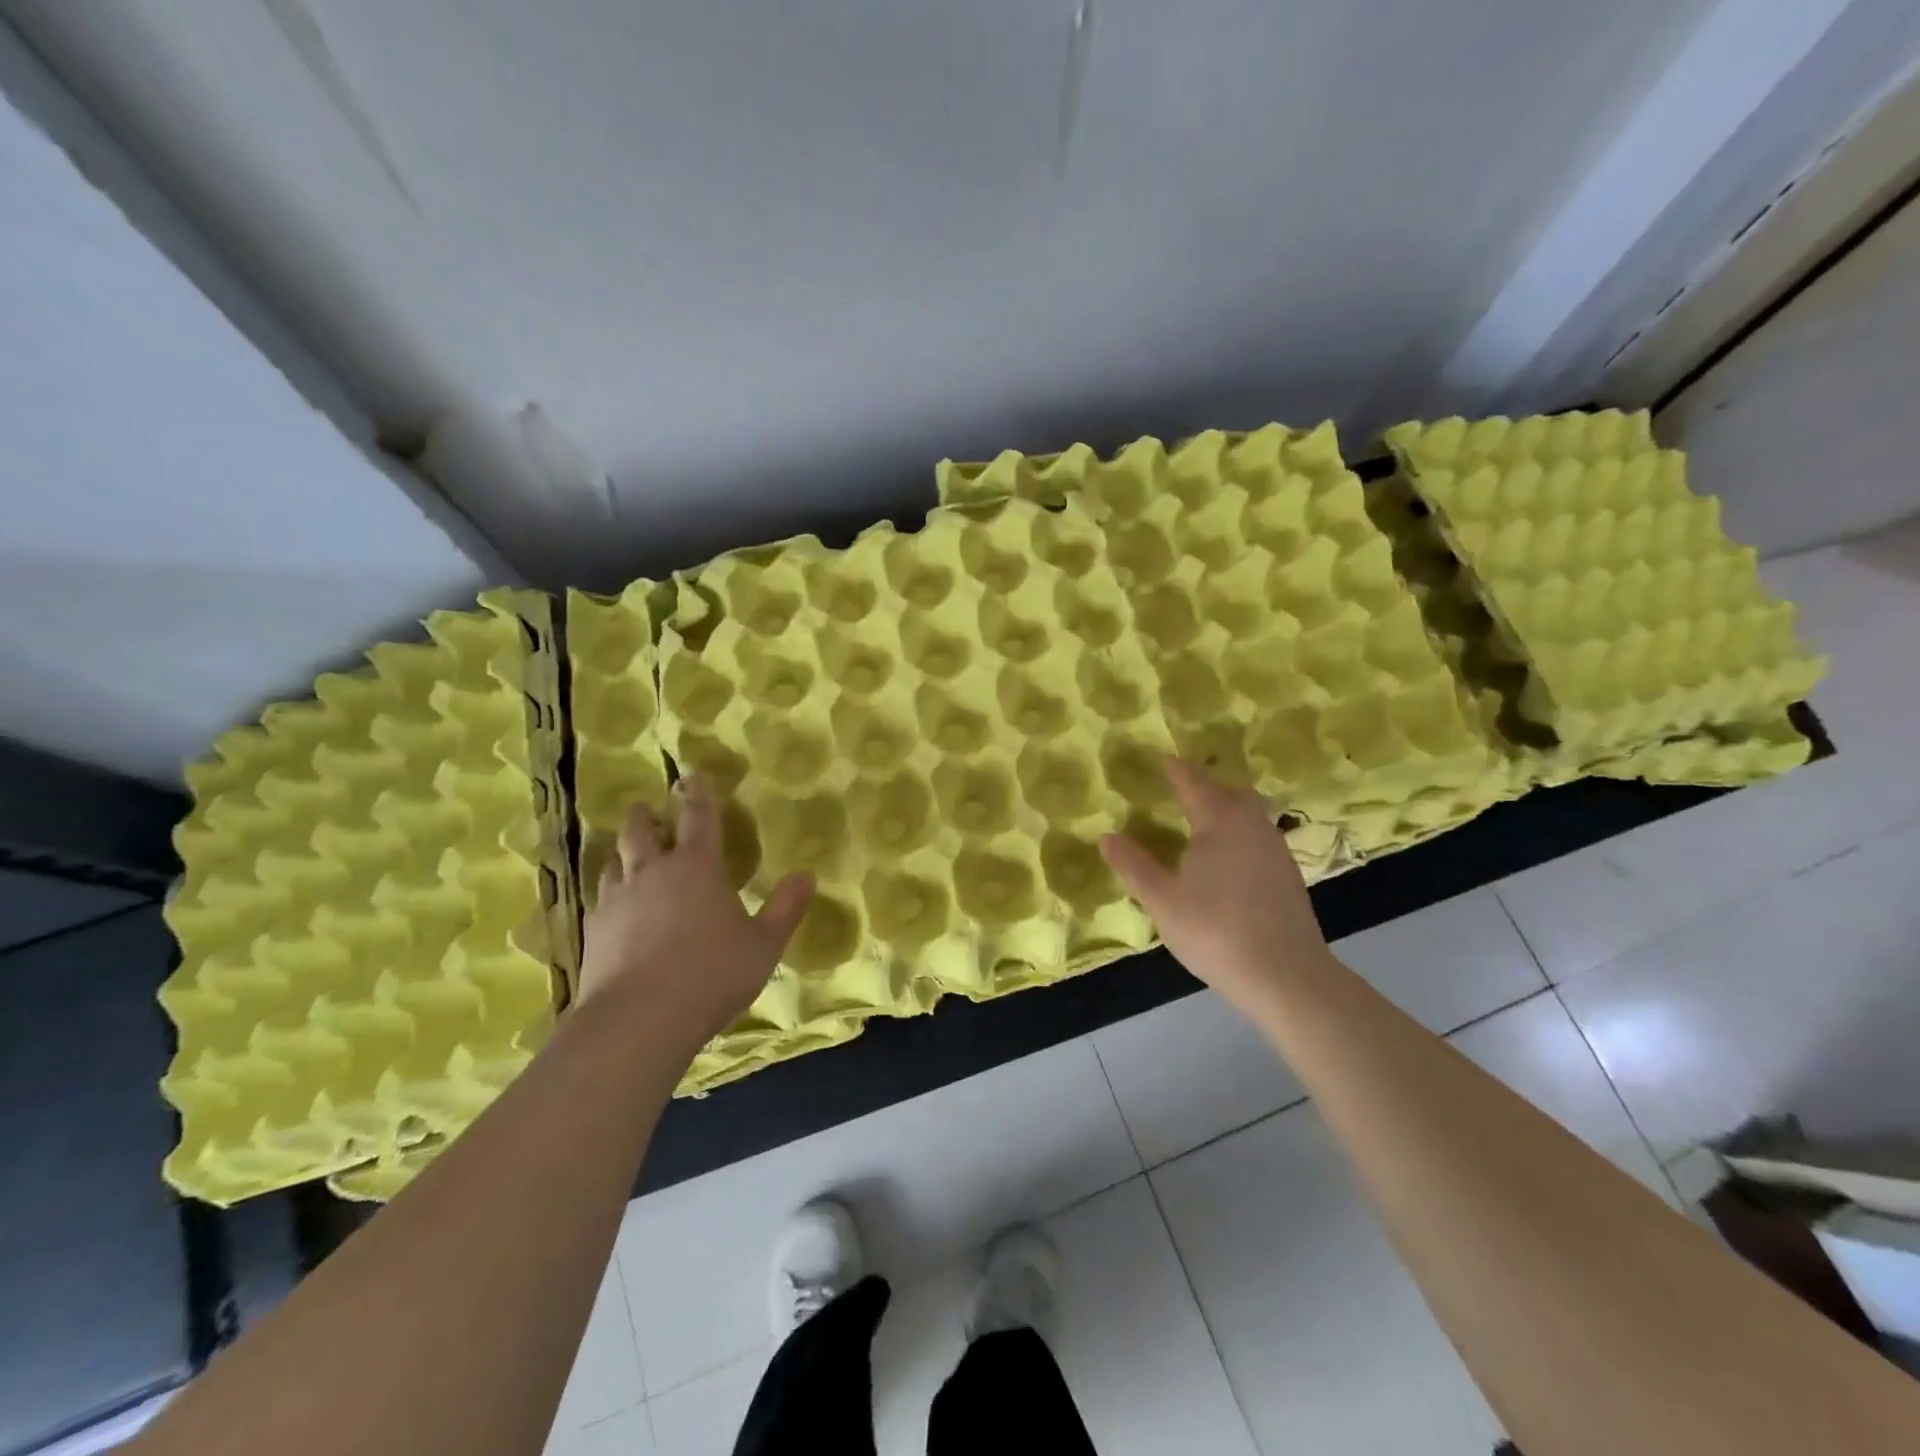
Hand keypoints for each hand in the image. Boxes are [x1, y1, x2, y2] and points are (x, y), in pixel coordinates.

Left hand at [578, 775, 813, 1058]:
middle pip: (642, 831)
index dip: (698, 793)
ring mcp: (616, 901)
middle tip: (647, 807)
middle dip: (646, 816)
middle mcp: (652, 872)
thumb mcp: (764, 944)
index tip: (693, 775)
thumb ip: (785, 908)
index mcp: (696, 866)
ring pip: (613, 862)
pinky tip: (609, 906)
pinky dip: (606, 893)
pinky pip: (597, 899)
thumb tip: (807, 875)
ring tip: (625, 851)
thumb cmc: (712, 973)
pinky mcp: (592, 932)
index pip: (698, 817)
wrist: (639, 1020)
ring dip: (622, 851)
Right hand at [1099, 758, 1335, 1018]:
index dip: (1176, 770)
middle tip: (1184, 791)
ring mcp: (1276, 850)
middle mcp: (1252, 825)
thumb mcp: (1162, 900)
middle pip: (1231, 792)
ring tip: (1203, 824)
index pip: (1193, 783)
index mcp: (1220, 821)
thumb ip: (1134, 865)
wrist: (1286, 975)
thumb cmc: (1215, 930)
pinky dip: (1241, 835)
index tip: (1163, 759)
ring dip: (1227, 810)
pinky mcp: (1289, 876)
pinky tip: (1228, 861)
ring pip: (1251, 815)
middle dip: (1207, 786)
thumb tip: (1106, 836)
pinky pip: (1260, 838)